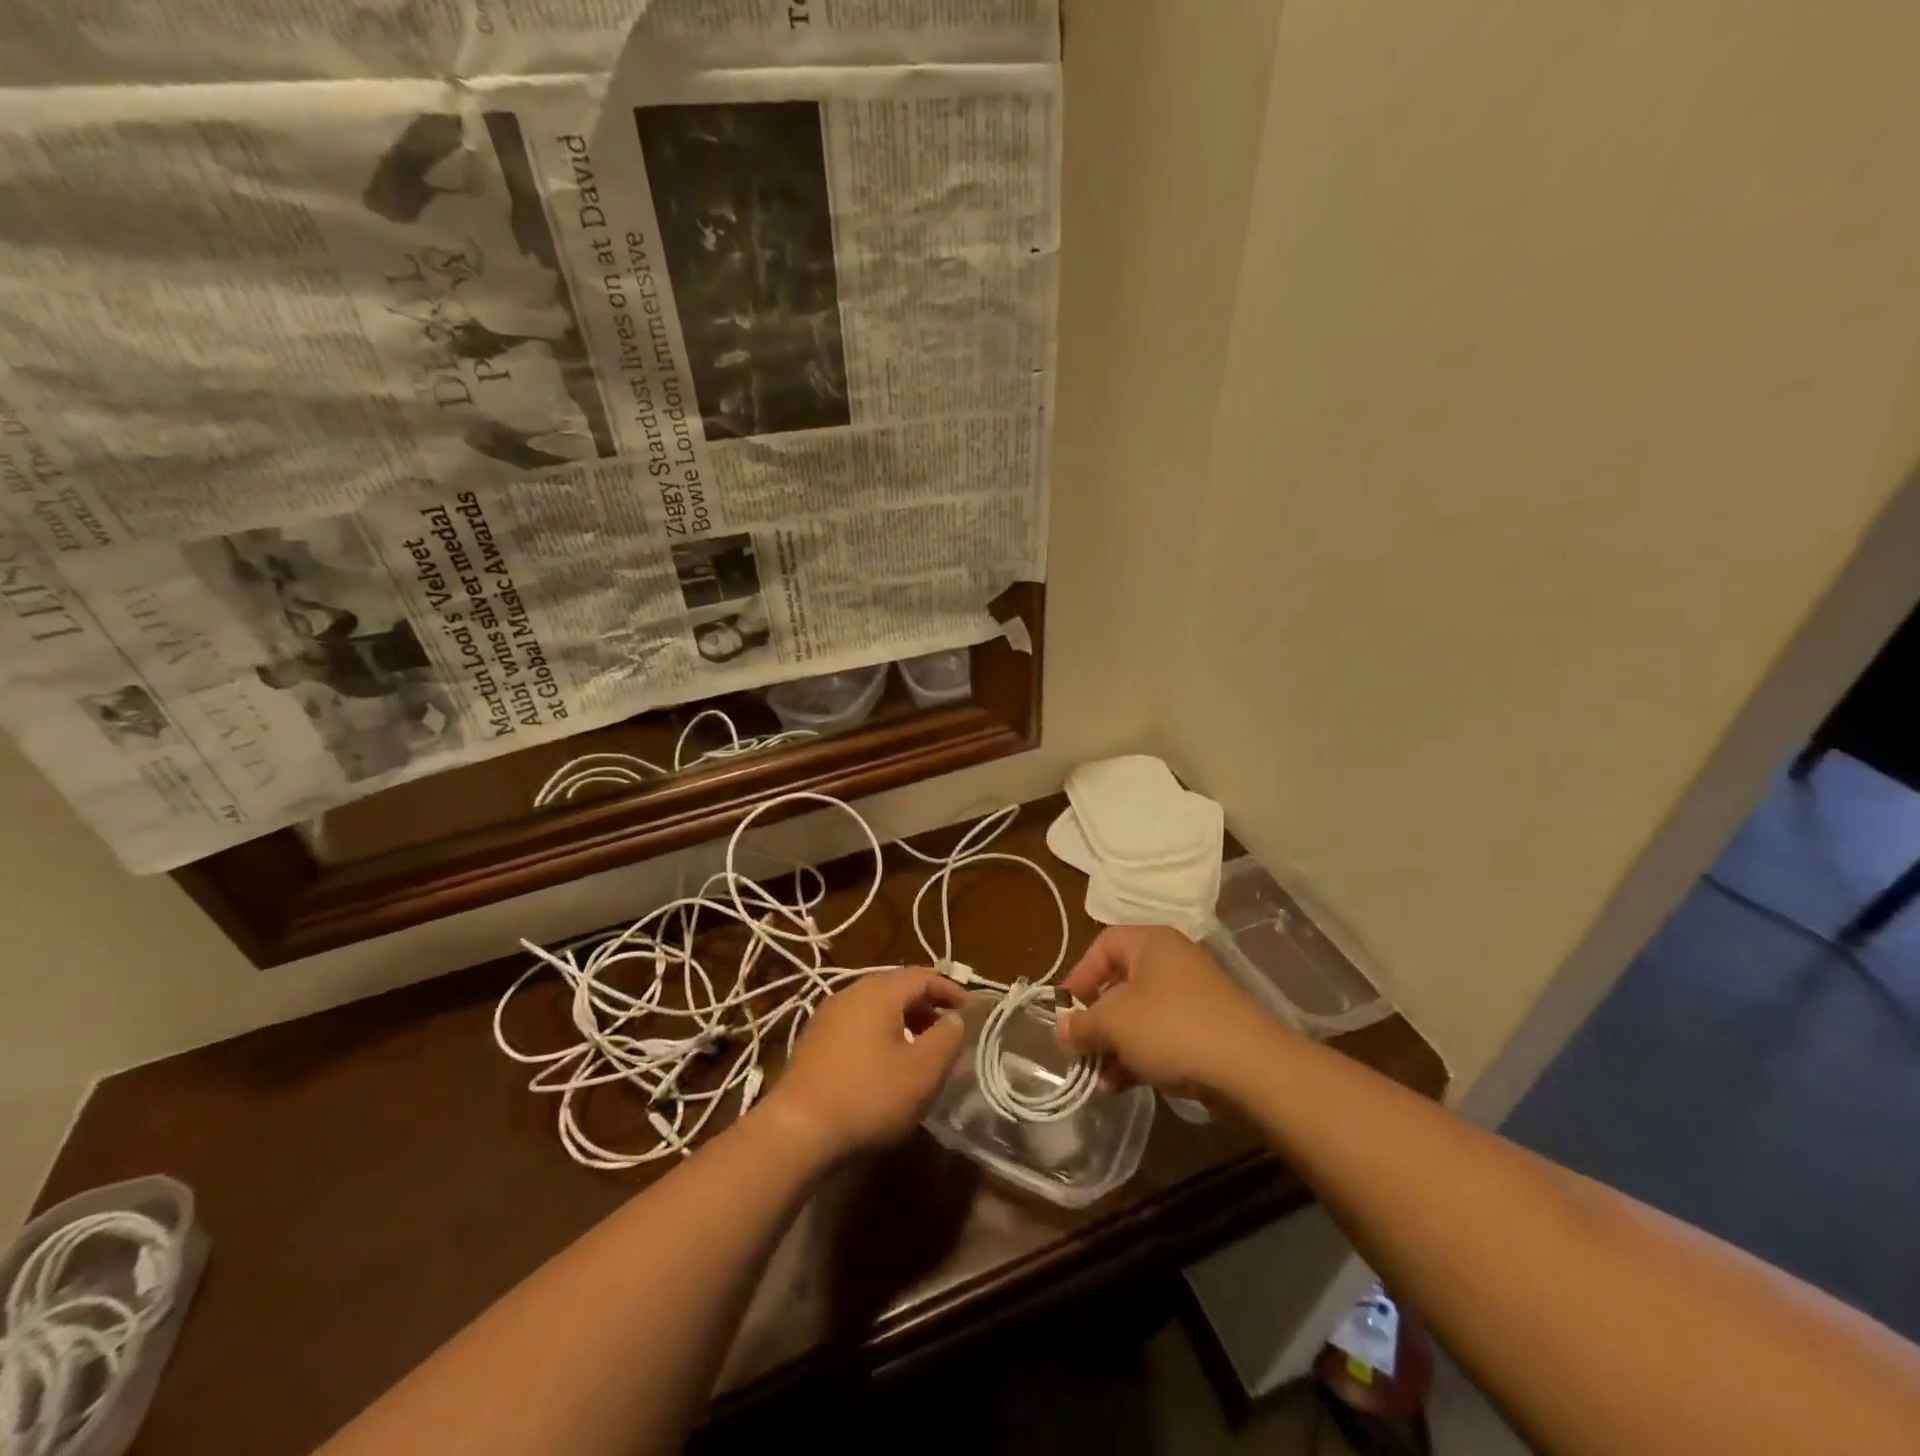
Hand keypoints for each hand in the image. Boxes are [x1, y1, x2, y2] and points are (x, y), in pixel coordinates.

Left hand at [761, 970, 966, 1161]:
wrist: (797, 1131)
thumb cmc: (868, 1095)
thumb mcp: (922, 1070)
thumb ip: (947, 1038)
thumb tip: (953, 1019)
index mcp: (878, 991)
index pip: (922, 976)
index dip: (950, 990)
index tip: (971, 1010)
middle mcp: (850, 993)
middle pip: (897, 990)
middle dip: (926, 1007)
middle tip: (948, 1032)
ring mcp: (827, 1018)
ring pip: (876, 1010)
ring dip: (903, 1024)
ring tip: (921, 1052)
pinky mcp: (813, 1044)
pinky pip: (857, 1029)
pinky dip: (880, 1038)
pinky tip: (885, 1068)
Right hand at [1056, 926, 1288, 1097]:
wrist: (1249, 1067)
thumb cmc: (1171, 1028)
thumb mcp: (1114, 1023)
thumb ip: (1082, 1024)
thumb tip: (1062, 1028)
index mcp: (1151, 943)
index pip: (1103, 945)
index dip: (1079, 975)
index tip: (1065, 1010)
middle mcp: (1172, 961)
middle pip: (1120, 982)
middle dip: (1096, 1018)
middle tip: (1080, 1047)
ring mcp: (1193, 996)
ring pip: (1140, 1014)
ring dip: (1115, 1043)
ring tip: (1100, 1076)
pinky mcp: (1207, 1029)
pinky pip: (1162, 1035)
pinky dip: (1141, 1054)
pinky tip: (1124, 1084)